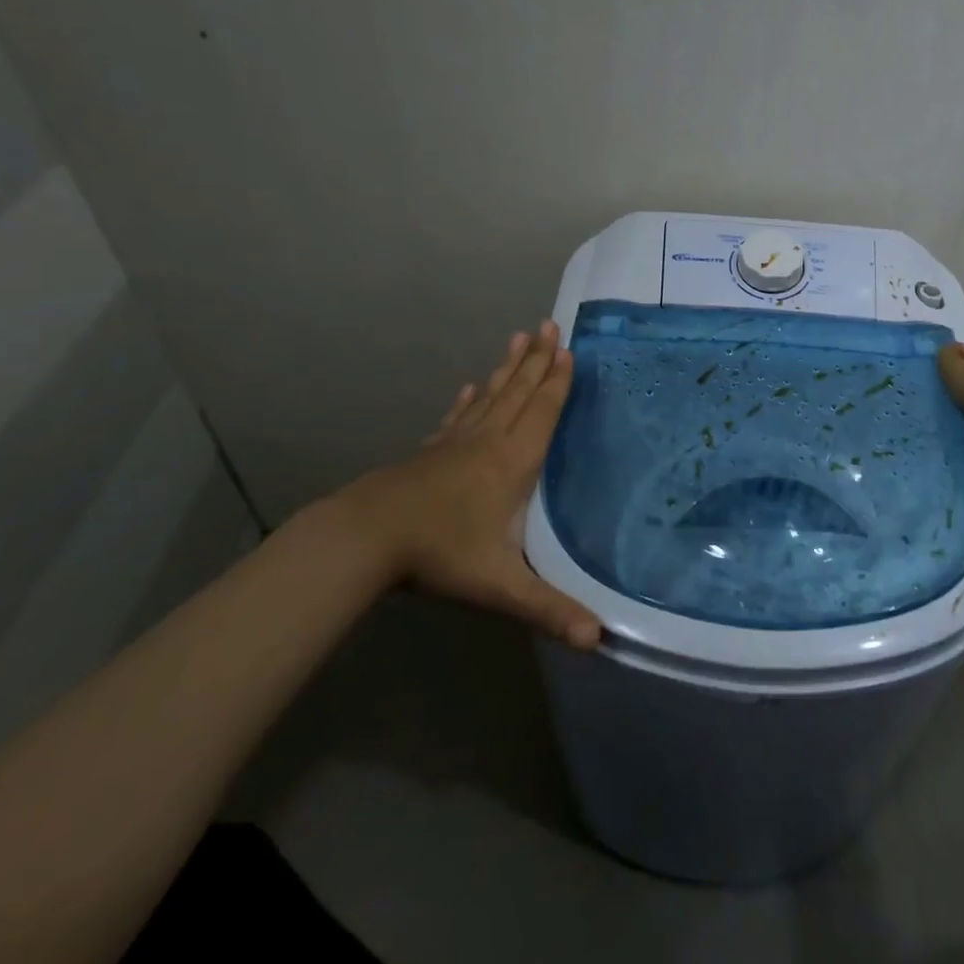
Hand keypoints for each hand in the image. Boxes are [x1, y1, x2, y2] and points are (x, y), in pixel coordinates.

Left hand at [311, 321, 601, 648]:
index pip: (542, 412)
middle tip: (549, 325)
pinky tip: (470, 387)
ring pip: (490, 397)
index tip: (568, 348)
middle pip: (519, 393)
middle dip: (537, 360)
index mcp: (512, 462)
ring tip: (519, 339)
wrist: (364, 539)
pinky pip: (457, 417)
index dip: (558, 381)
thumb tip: (598, 638)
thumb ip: (549, 608)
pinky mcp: (429, 453)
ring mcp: (455, 444)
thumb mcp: (500, 585)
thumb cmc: (439, 553)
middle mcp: (487, 442)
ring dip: (508, 368)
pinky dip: (468, 400)